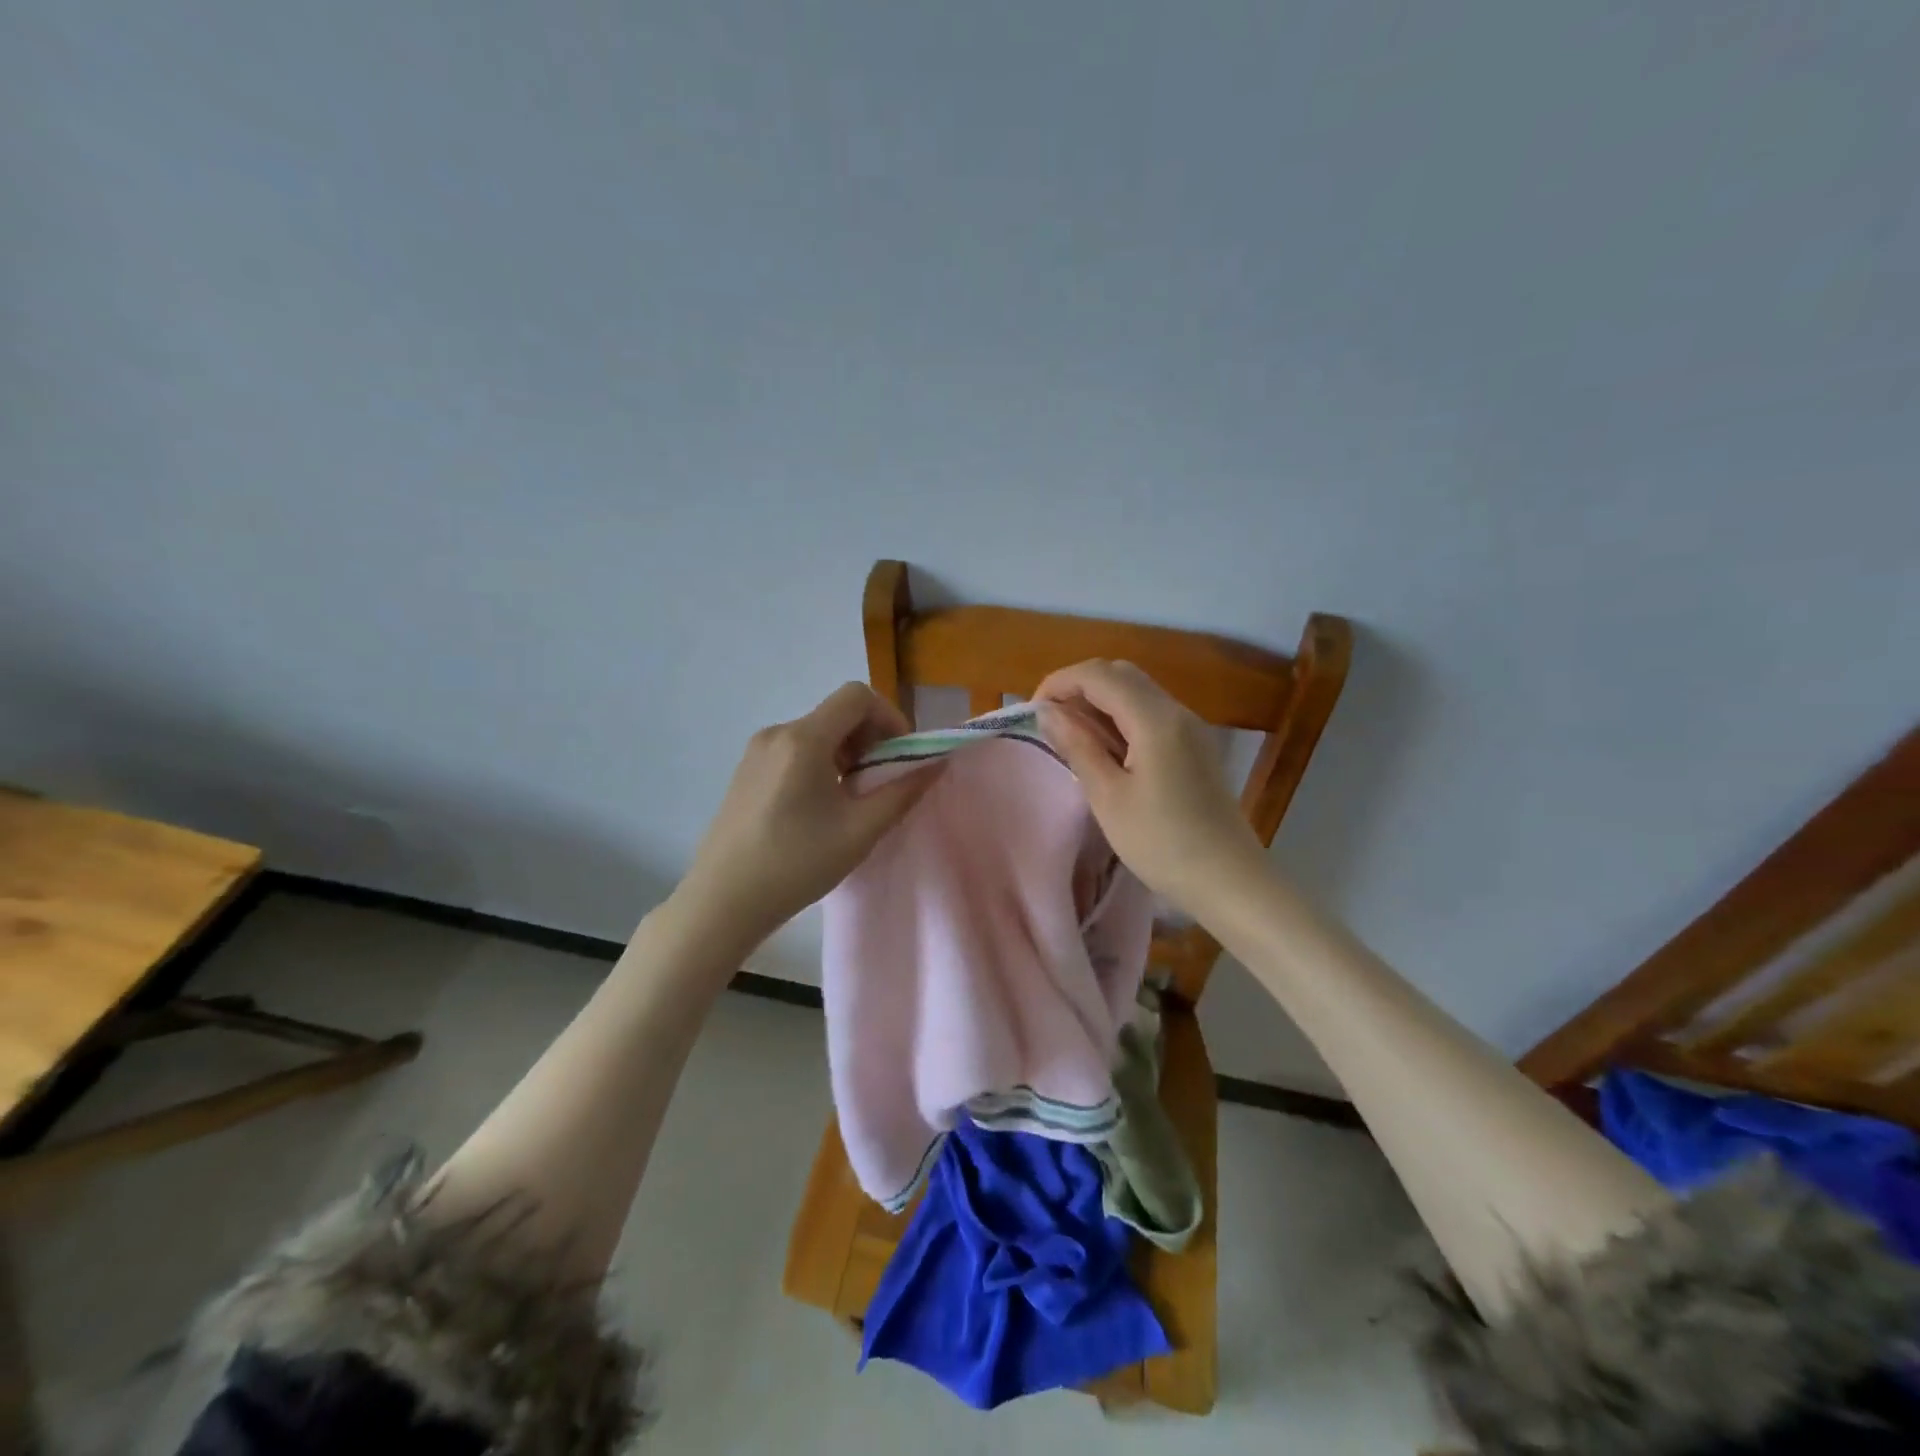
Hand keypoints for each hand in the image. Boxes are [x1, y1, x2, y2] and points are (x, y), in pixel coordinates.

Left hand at [677, 682, 940, 946]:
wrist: (722, 901)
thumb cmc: (796, 864)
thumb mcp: (859, 831)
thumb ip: (902, 792)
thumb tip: (936, 763)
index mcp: (804, 739)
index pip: (857, 696)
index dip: (890, 718)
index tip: (900, 757)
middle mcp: (778, 733)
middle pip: (837, 713)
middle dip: (870, 738)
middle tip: (882, 781)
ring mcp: (757, 751)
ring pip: (817, 732)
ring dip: (847, 753)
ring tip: (853, 798)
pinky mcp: (747, 771)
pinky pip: (795, 749)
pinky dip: (821, 762)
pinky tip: (821, 806)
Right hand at [1035, 659, 1264, 916]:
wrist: (1228, 880)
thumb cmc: (1162, 843)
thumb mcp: (1108, 797)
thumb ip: (1078, 746)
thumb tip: (1048, 712)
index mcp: (1155, 719)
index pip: (1099, 675)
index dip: (1060, 682)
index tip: (1033, 713)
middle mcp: (1176, 711)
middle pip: (1120, 673)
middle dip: (1079, 687)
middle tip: (1051, 722)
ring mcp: (1190, 727)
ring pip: (1137, 690)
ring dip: (1100, 700)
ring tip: (1071, 735)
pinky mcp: (1195, 745)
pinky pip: (1151, 712)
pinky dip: (1120, 716)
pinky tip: (1106, 748)